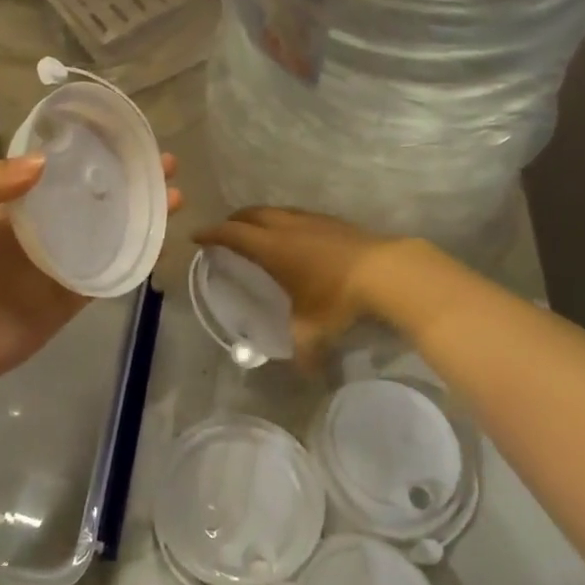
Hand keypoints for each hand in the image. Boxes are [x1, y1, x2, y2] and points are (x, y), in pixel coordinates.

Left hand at [0, 153, 181, 392]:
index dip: (91, 149)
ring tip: (173, 192)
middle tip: (163, 161)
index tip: (123, 134)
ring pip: (111, 227)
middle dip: (129, 175)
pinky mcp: (76, 291)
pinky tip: (161, 238)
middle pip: (95, 193)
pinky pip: (112, 269)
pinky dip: (138, 254)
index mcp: (17, 202)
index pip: (60, 166)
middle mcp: (46, 223)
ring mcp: (64, 258)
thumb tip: (43, 161)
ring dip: (142, 210)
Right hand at [193, 207, 402, 368]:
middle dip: (234, 220)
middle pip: (251, 214)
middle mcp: (287, 227)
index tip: (197, 236)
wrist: (387, 271)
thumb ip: (304, 351)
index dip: (212, 233)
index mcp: (272, 247)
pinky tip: (296, 236)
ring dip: (260, 218)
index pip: (233, 234)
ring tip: (257, 231)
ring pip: (276, 211)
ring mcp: (312, 220)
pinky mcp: (333, 221)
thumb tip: (304, 372)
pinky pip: (298, 215)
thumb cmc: (339, 298)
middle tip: (224, 231)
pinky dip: (285, 221)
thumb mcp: (315, 330)